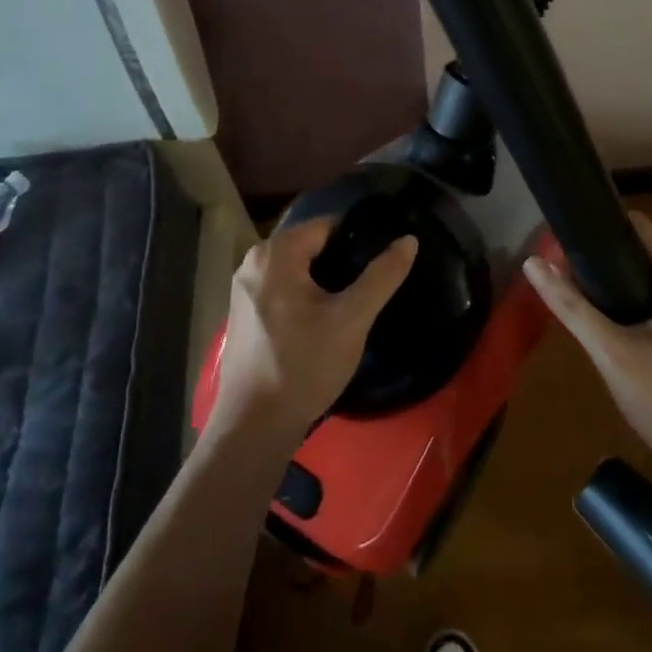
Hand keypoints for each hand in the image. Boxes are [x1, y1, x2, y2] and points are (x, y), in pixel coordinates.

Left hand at [210, 218, 417, 444]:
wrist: (255, 425)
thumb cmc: (305, 365)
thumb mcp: (352, 318)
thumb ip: (381, 276)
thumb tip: (409, 240)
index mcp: (276, 252)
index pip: (327, 225)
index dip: (358, 238)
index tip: (382, 258)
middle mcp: (253, 261)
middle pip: (310, 246)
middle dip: (341, 260)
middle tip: (371, 284)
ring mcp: (243, 288)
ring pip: (296, 269)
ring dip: (324, 280)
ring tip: (353, 302)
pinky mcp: (243, 313)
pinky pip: (281, 288)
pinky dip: (304, 295)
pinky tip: (323, 320)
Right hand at [524, 212, 651, 483]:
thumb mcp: (613, 354)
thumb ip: (571, 305)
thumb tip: (532, 263)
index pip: (638, 226)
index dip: (596, 231)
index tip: (560, 247)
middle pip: (647, 244)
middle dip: (605, 256)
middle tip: (565, 276)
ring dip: (621, 275)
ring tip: (581, 292)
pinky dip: (640, 292)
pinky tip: (614, 314)